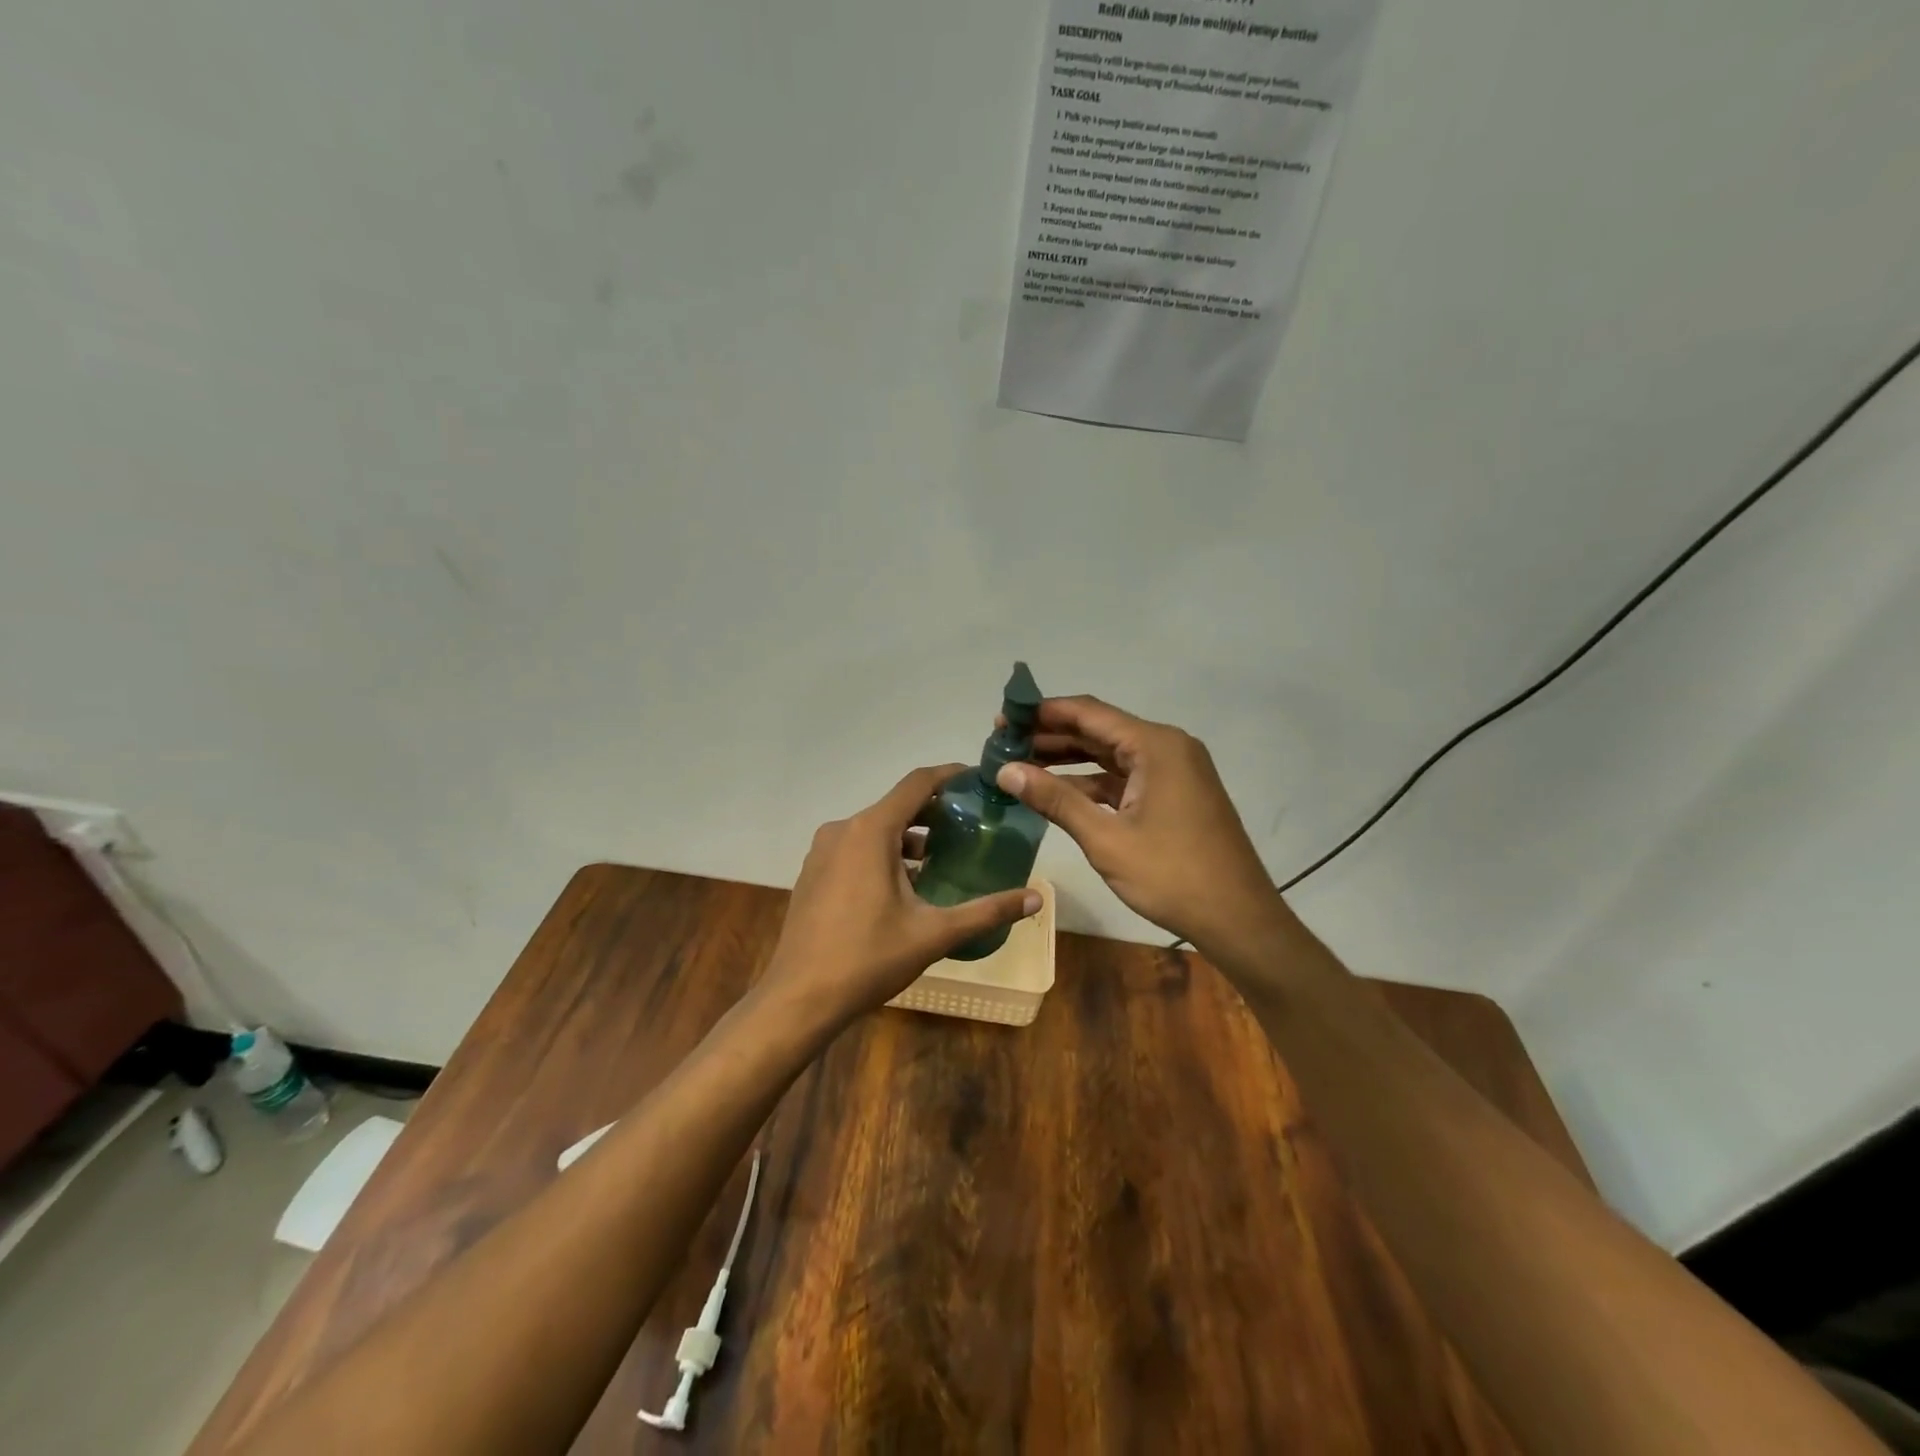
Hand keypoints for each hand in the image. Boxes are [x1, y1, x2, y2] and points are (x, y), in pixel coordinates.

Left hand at [759, 764, 1042, 1030]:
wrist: (799, 998)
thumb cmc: (868, 958)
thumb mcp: (934, 934)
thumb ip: (986, 911)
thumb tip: (1037, 898)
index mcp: (871, 830)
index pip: (917, 783)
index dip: (949, 775)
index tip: (978, 780)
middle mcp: (843, 829)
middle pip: (896, 805)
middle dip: (934, 811)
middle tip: (970, 825)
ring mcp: (823, 850)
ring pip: (874, 828)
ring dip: (908, 837)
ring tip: (942, 858)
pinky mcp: (813, 872)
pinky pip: (855, 847)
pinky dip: (883, 852)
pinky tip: (904, 884)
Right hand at [994, 696, 1287, 956]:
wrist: (1238, 919)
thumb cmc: (1172, 875)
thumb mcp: (1106, 838)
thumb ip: (1055, 799)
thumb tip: (1005, 771)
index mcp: (1155, 746)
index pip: (1088, 713)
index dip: (1042, 713)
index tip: (1003, 718)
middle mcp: (1167, 747)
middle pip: (1099, 730)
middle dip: (1051, 736)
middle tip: (1004, 743)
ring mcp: (1174, 771)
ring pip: (1111, 755)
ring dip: (1069, 759)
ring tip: (1021, 764)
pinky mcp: (1175, 794)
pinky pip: (1125, 777)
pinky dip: (1092, 782)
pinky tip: (1057, 791)